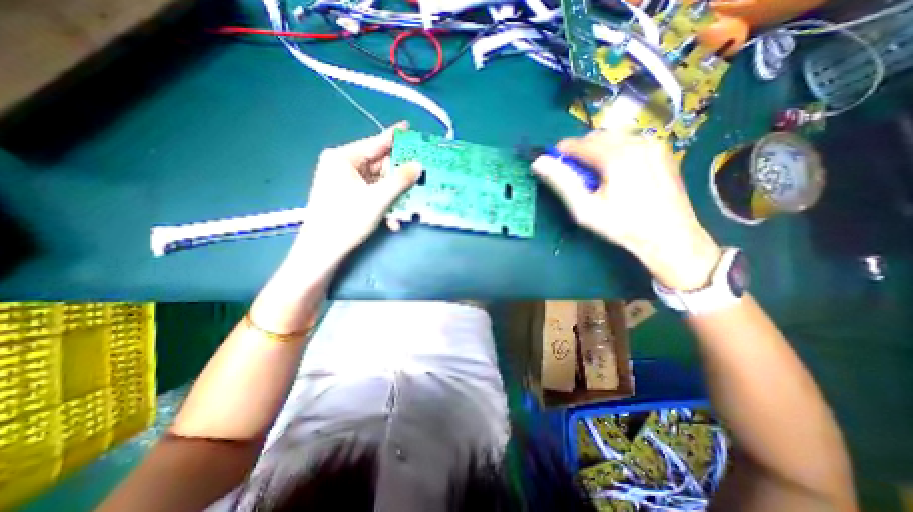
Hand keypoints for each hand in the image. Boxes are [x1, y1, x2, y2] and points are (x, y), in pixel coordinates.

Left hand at [297, 120, 423, 255]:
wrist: (323, 251)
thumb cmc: (347, 220)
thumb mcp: (378, 199)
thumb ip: (401, 180)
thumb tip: (419, 165)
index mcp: (344, 158)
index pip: (375, 143)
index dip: (395, 137)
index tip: (410, 128)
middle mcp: (343, 166)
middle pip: (379, 165)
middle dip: (399, 178)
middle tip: (419, 178)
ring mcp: (345, 182)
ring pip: (378, 183)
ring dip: (394, 197)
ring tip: (409, 206)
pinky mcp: (348, 197)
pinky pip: (372, 194)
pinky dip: (384, 205)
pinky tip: (393, 220)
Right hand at [537, 128, 719, 291]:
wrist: (670, 236)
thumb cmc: (622, 225)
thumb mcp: (584, 209)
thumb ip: (561, 182)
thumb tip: (538, 162)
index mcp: (616, 154)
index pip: (577, 143)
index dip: (560, 153)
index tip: (554, 167)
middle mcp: (637, 141)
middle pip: (595, 137)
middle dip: (579, 152)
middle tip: (575, 176)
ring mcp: (653, 144)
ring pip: (613, 138)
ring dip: (597, 152)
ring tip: (595, 177)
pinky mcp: (662, 151)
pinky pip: (629, 142)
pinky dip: (615, 152)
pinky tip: (616, 174)